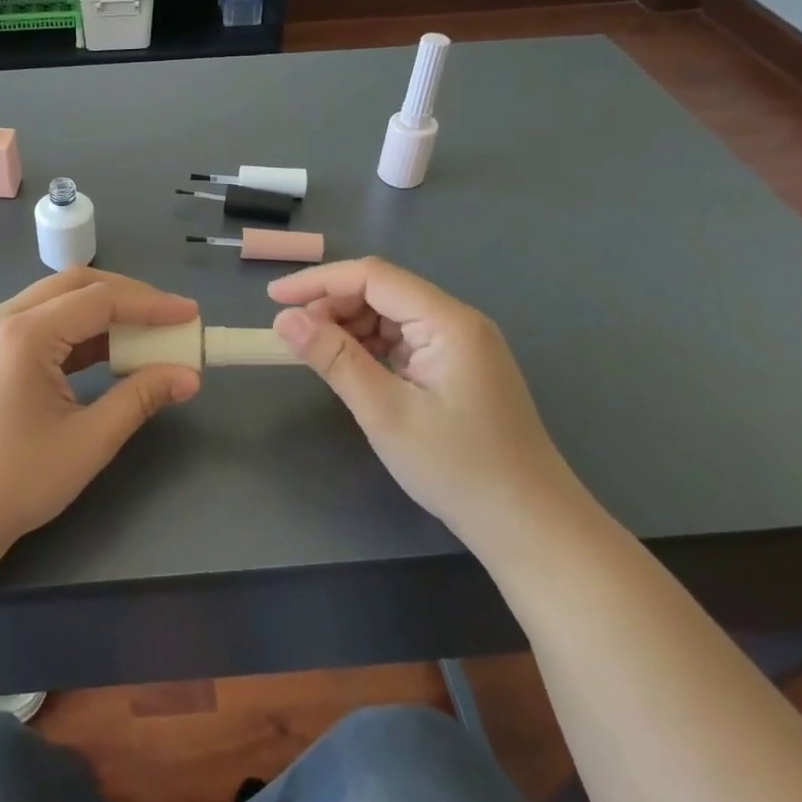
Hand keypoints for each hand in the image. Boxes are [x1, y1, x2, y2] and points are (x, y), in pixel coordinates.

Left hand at [0, 267, 202, 565]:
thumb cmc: (14, 483)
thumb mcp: (88, 441)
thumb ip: (140, 398)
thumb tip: (189, 375)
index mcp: (23, 334)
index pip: (99, 299)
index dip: (150, 304)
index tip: (191, 315)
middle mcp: (0, 319)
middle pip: (75, 285)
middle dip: (128, 297)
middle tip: (170, 319)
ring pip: (55, 300)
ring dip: (101, 311)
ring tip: (145, 334)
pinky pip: (38, 323)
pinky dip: (75, 330)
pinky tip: (105, 352)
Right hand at [268, 257, 583, 543]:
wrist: (528, 524)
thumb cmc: (457, 467)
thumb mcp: (385, 412)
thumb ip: (334, 359)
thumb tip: (285, 319)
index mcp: (448, 321)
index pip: (373, 276)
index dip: (318, 281)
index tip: (273, 298)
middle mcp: (457, 322)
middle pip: (383, 292)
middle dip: (332, 305)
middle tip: (290, 336)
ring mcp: (460, 345)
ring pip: (391, 316)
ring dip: (348, 327)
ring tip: (314, 354)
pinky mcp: (457, 368)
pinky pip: (403, 341)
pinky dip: (370, 348)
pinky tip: (349, 368)